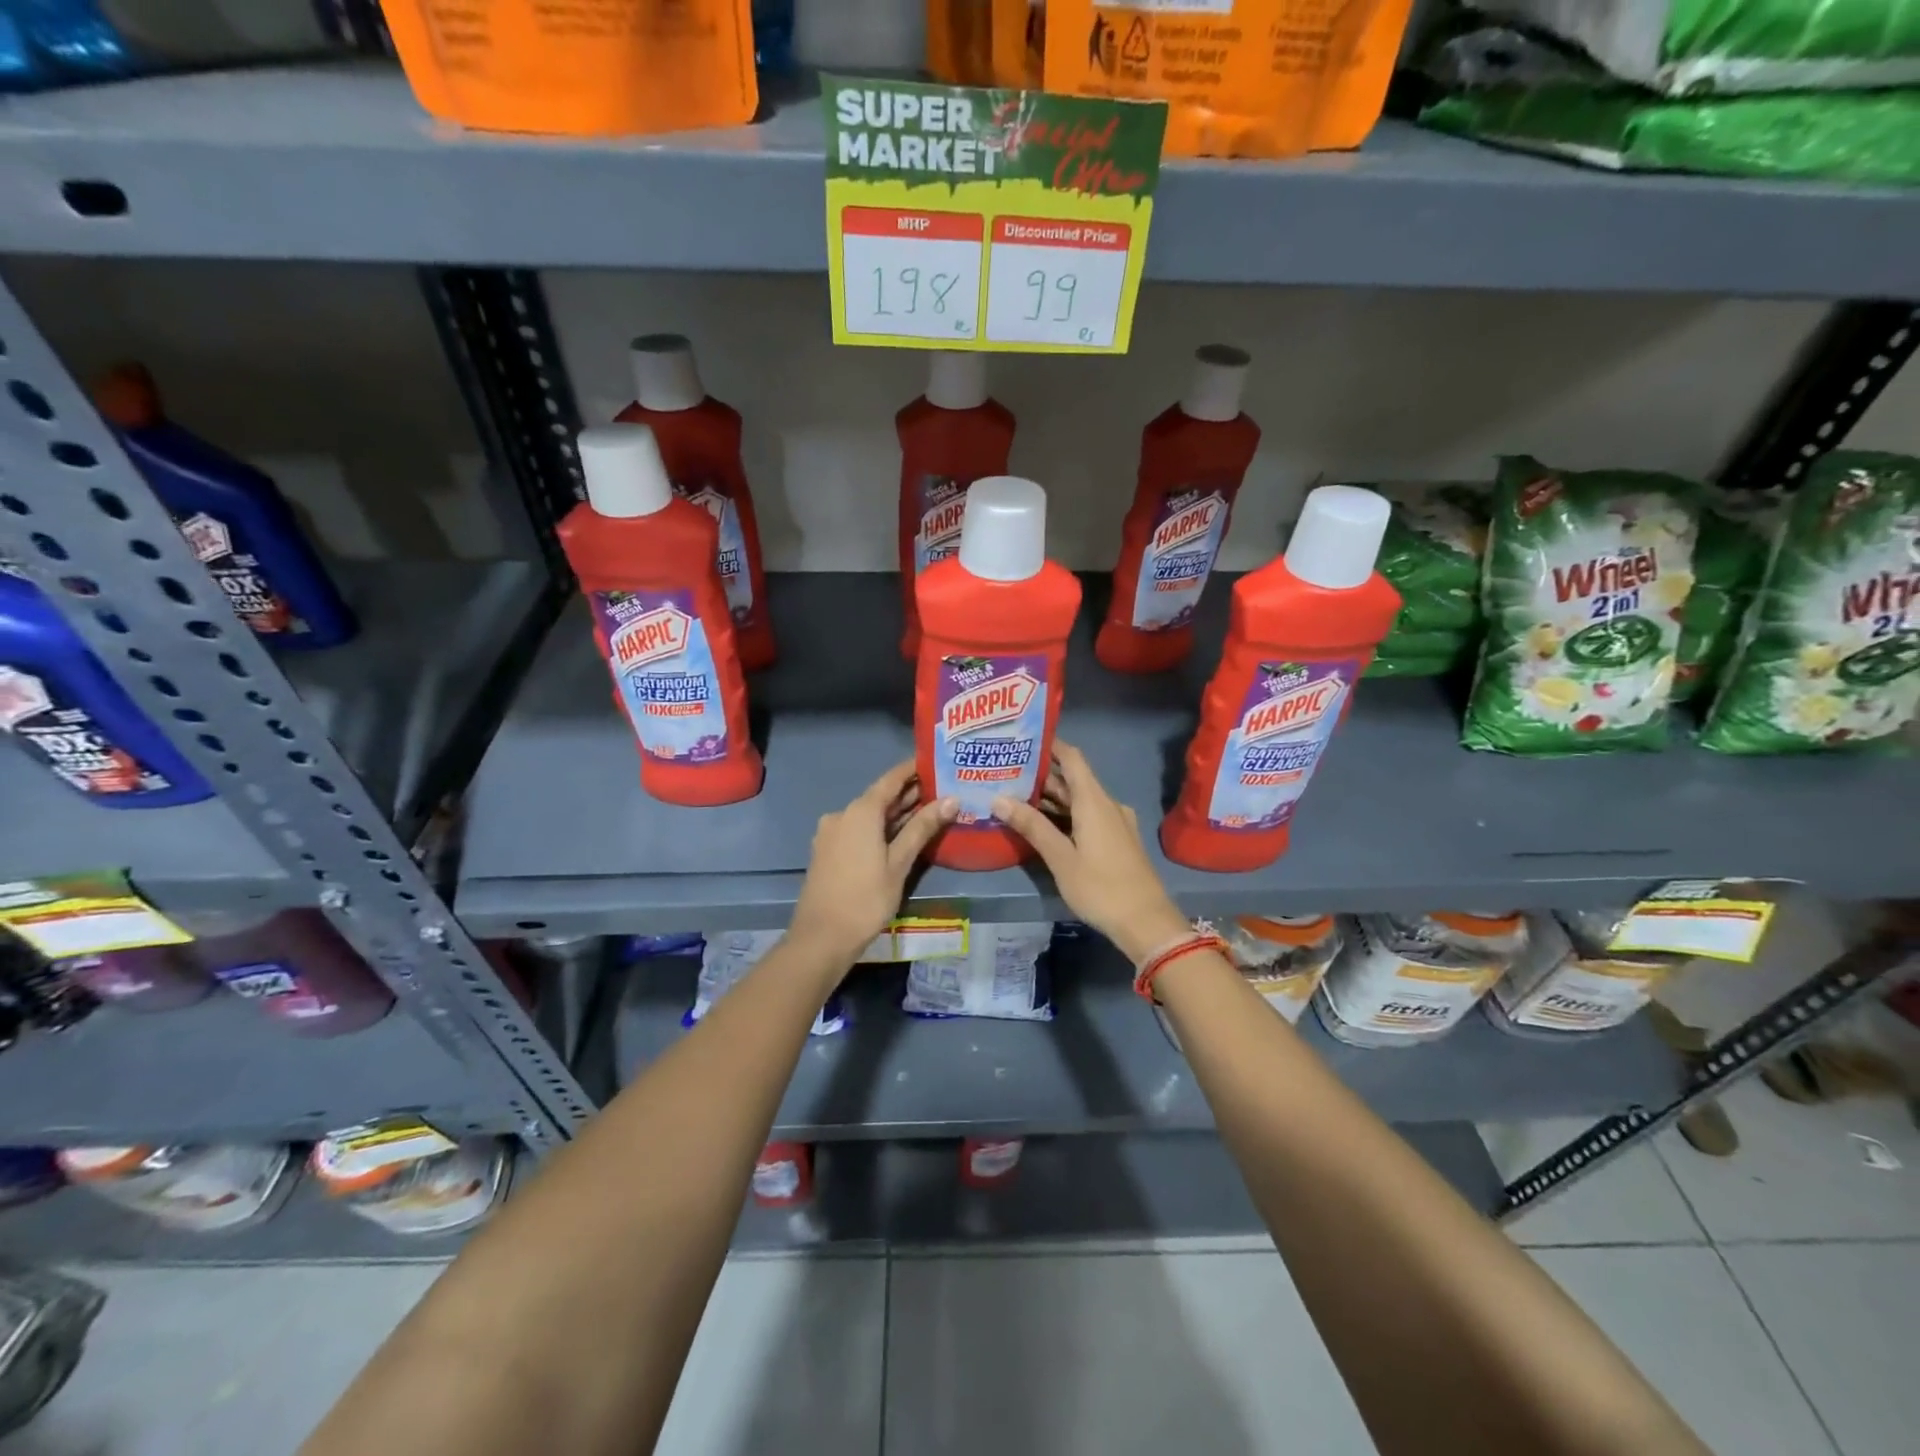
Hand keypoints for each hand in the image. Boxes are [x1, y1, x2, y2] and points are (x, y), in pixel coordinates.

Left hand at [789, 761, 956, 969]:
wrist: (821, 938)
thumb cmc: (865, 898)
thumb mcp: (899, 863)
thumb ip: (922, 828)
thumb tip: (951, 800)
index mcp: (860, 811)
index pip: (891, 779)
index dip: (913, 770)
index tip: (936, 762)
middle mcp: (842, 814)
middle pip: (880, 797)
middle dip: (909, 794)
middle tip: (942, 790)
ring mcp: (831, 833)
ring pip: (869, 815)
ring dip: (895, 813)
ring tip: (929, 812)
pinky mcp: (827, 850)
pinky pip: (858, 830)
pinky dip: (879, 828)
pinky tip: (900, 835)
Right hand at [993, 741, 1188, 962]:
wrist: (1147, 922)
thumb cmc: (1101, 887)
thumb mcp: (1061, 858)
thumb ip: (1032, 826)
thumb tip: (998, 798)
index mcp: (1094, 801)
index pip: (1071, 758)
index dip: (1050, 744)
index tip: (1023, 738)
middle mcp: (1106, 804)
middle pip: (1073, 780)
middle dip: (1041, 776)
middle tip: (1006, 772)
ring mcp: (1115, 823)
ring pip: (1079, 801)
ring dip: (1051, 798)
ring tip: (1015, 796)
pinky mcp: (1116, 841)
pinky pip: (1087, 817)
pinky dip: (1064, 815)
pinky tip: (1042, 825)